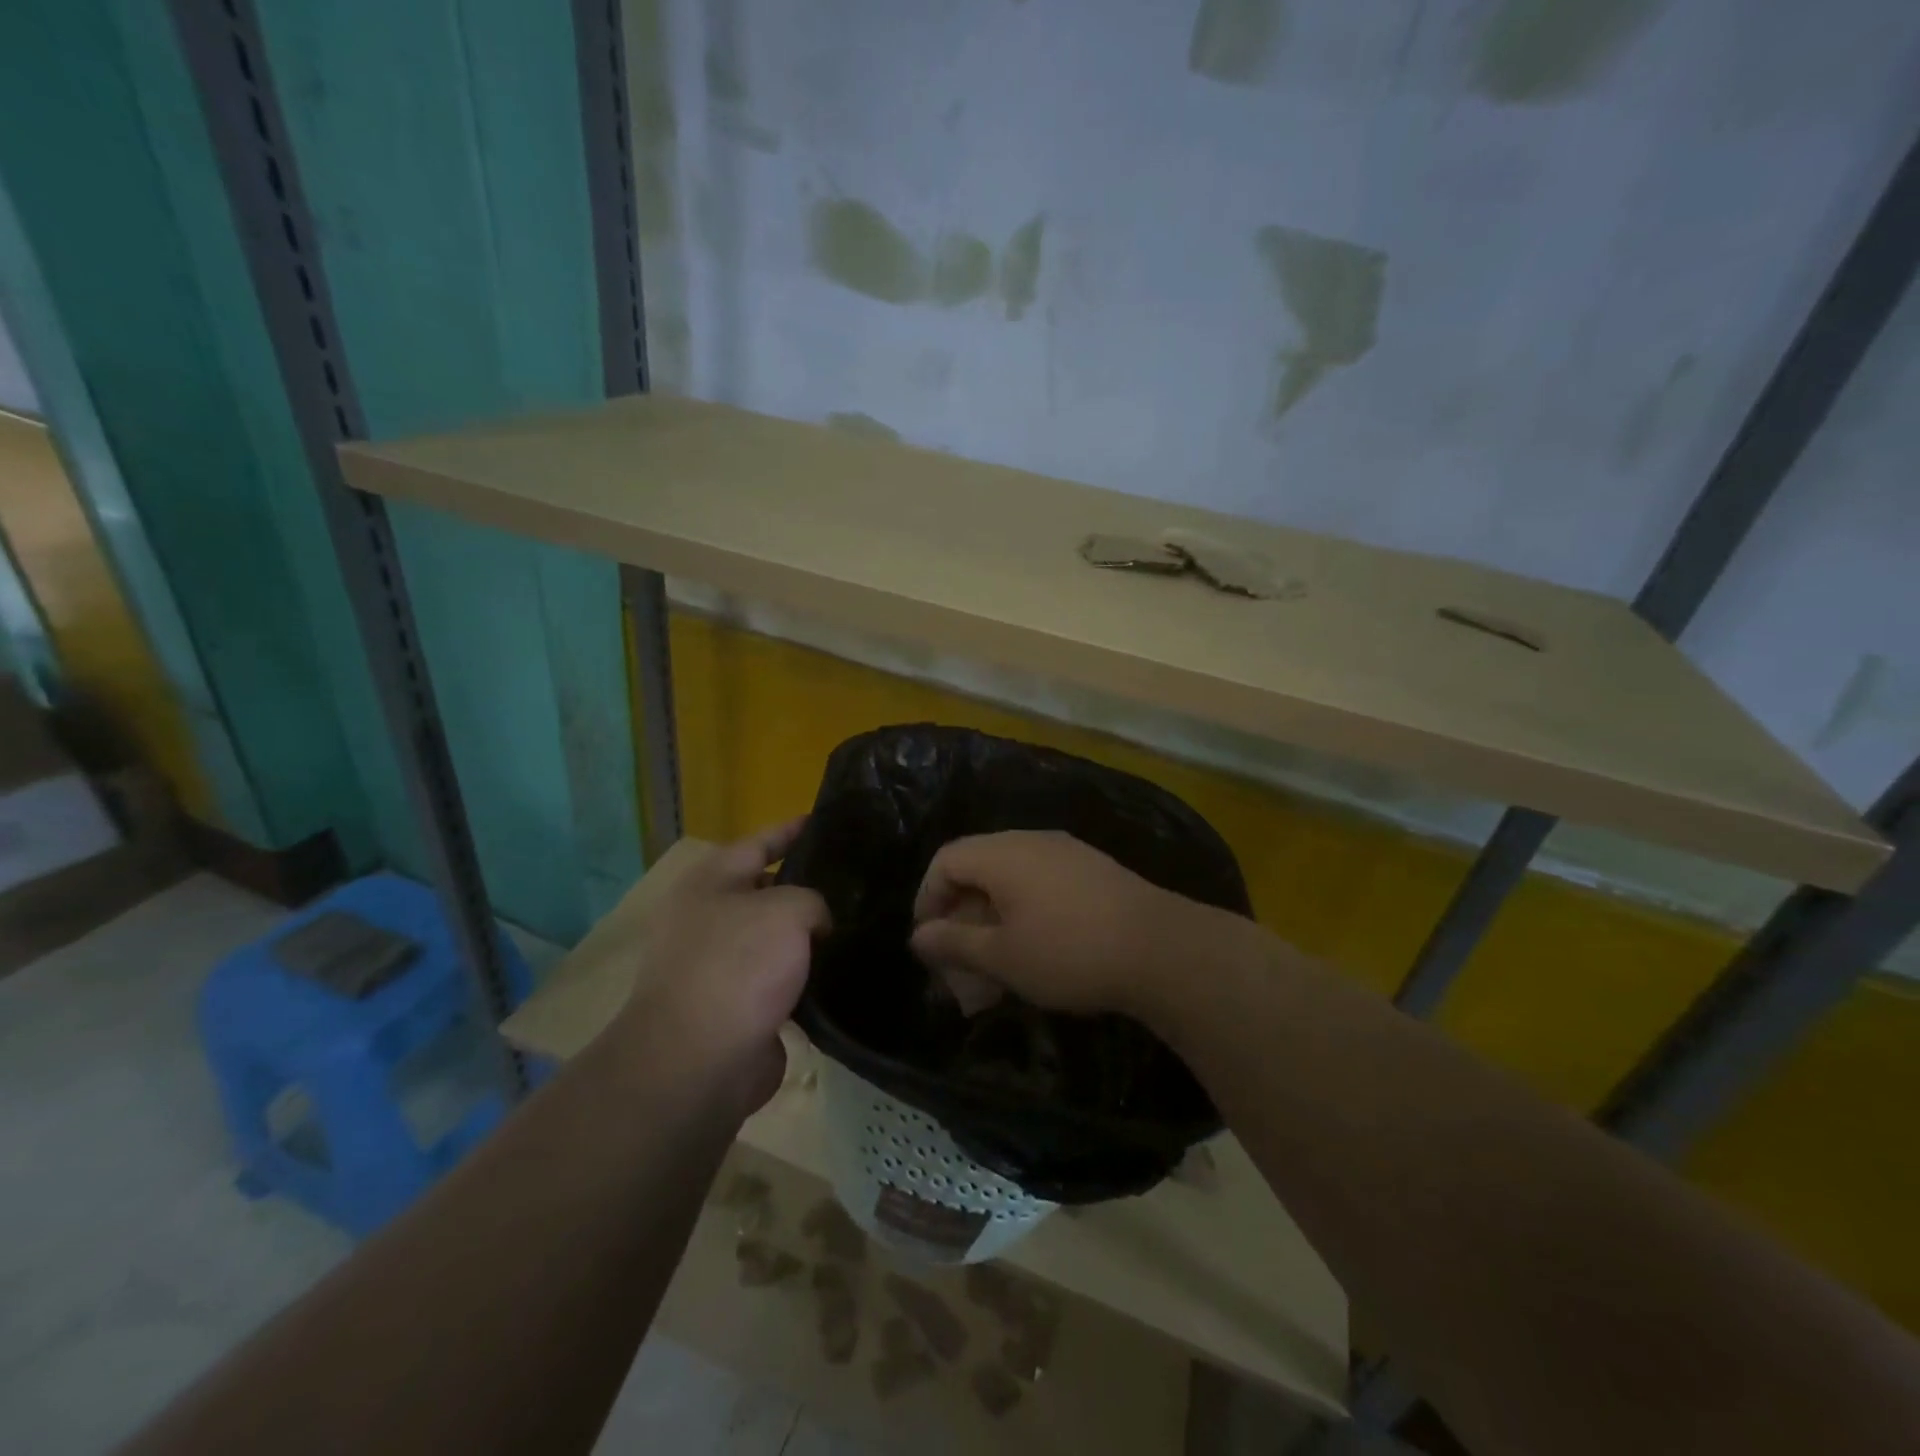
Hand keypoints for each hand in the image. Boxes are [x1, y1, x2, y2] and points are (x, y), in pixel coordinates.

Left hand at [612, 820, 829, 1116]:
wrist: (699, 1062)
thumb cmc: (737, 966)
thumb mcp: (787, 910)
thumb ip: (813, 901)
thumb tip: (816, 926)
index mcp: (710, 882)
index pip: (759, 842)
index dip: (792, 830)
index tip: (825, 820)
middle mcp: (712, 918)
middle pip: (768, 890)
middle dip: (809, 885)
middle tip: (858, 878)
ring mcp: (723, 965)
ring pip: (778, 938)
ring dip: (811, 935)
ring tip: (860, 922)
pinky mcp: (740, 1006)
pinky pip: (783, 979)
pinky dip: (809, 976)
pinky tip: (846, 970)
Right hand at [909, 830, 1220, 1021]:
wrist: (1161, 948)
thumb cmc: (1068, 952)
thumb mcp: (1002, 957)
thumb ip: (954, 943)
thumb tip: (918, 936)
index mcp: (1002, 853)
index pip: (945, 860)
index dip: (927, 898)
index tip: (929, 942)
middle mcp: (1031, 840)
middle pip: (978, 866)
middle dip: (961, 914)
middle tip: (960, 959)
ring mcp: (1066, 851)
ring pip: (1011, 877)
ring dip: (993, 917)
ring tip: (996, 962)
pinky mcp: (1092, 868)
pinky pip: (1041, 882)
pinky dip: (1024, 911)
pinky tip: (1036, 948)